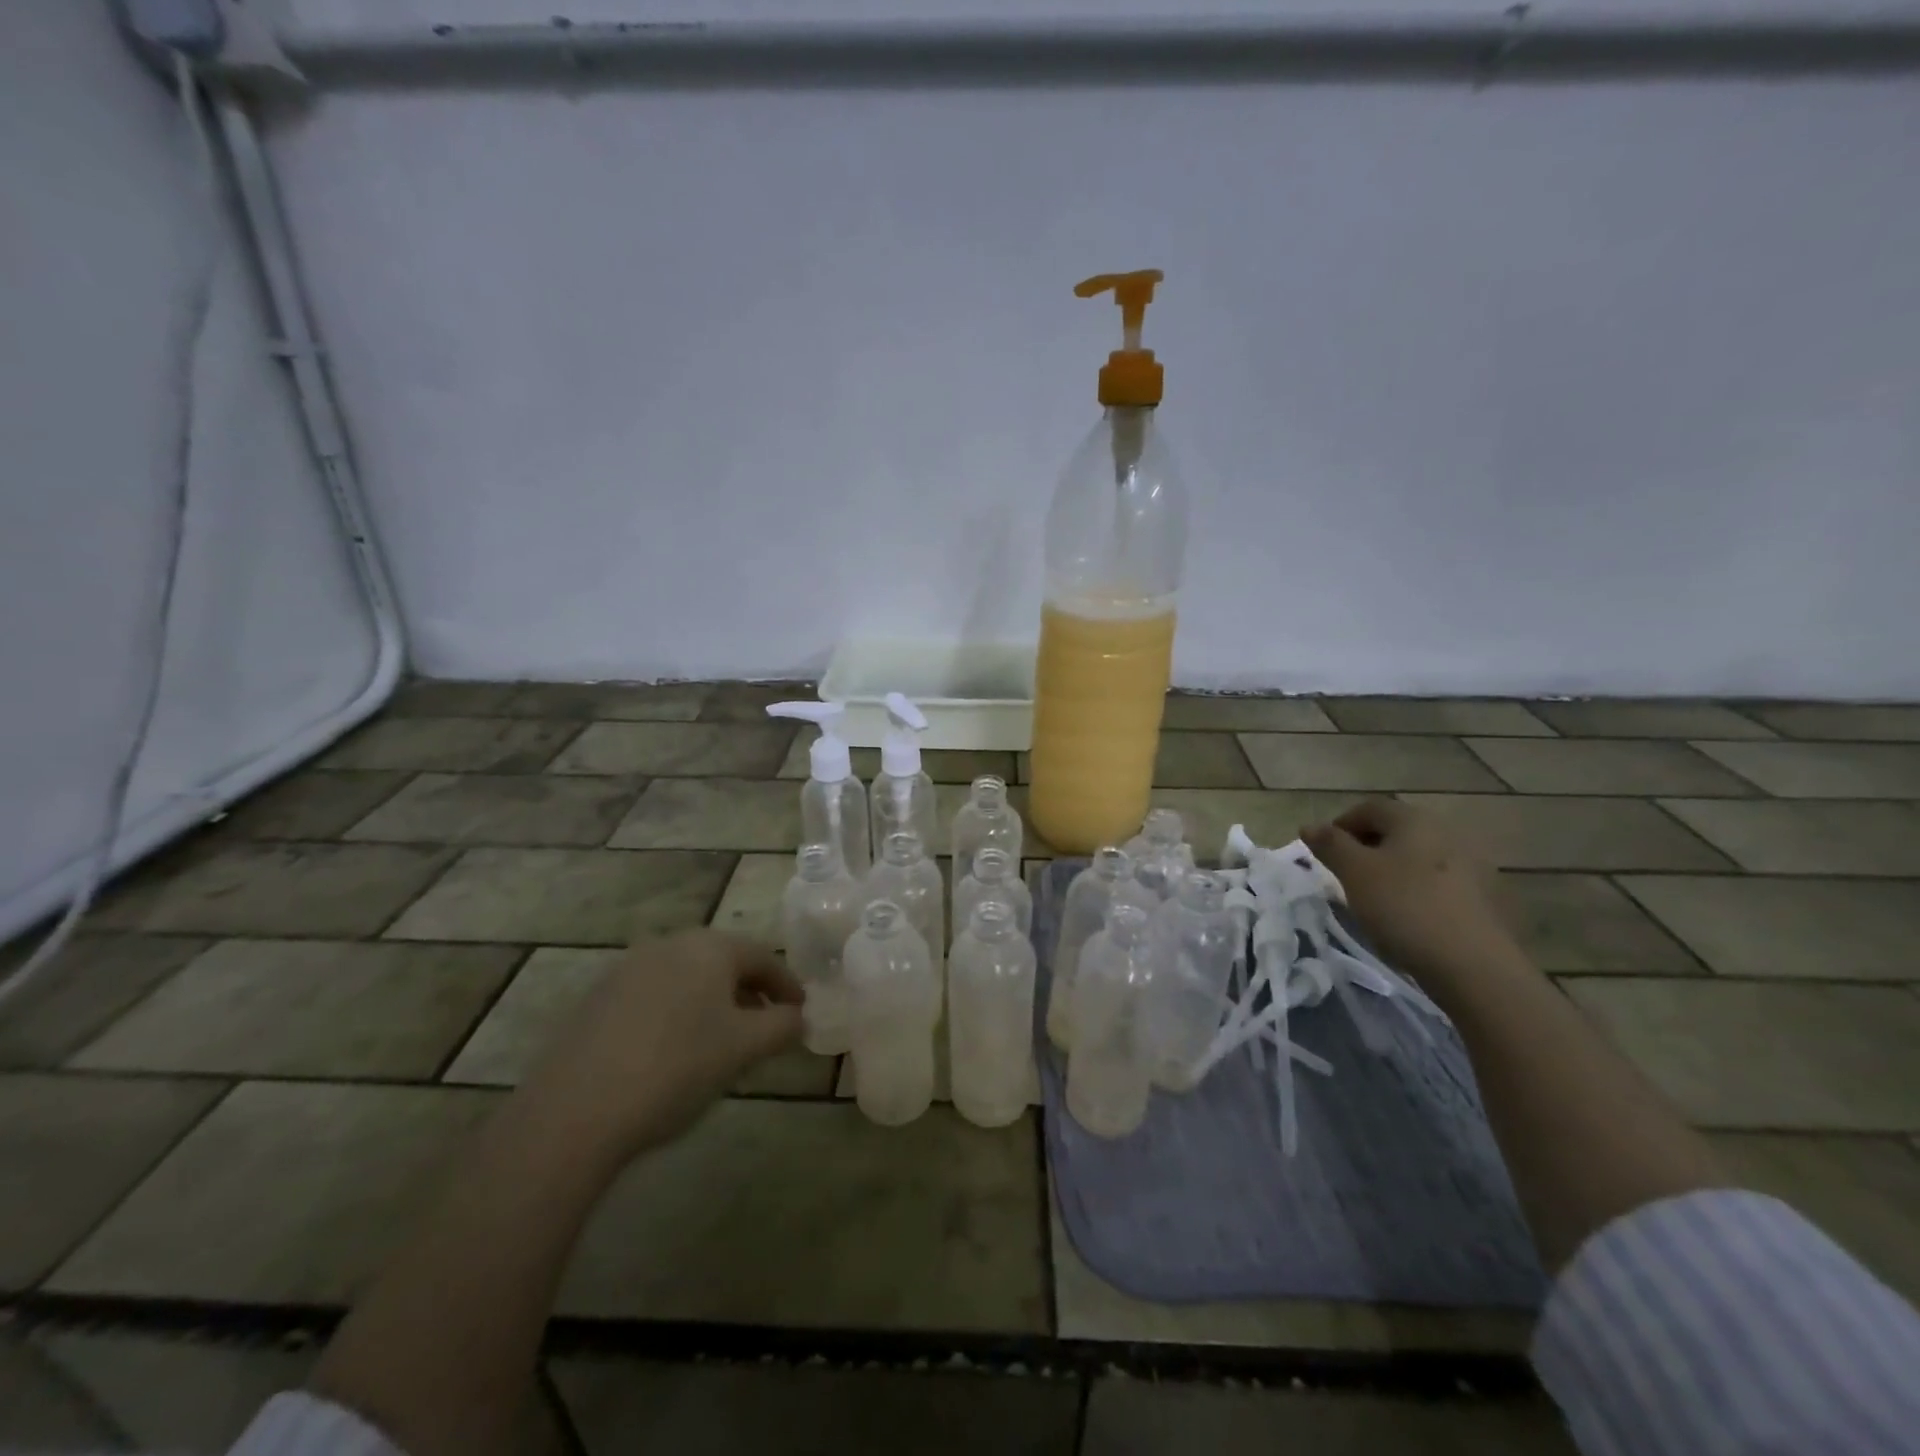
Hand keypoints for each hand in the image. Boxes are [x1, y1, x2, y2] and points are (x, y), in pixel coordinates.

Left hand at [520, 930, 803, 1163]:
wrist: (573, 1112)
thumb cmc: (676, 1067)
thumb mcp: (744, 1049)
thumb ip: (782, 1026)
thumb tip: (797, 1016)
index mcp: (709, 947)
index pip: (763, 957)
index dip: (788, 985)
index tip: (801, 1013)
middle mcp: (669, 944)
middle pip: (723, 962)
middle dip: (749, 993)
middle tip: (766, 1028)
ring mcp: (627, 969)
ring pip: (687, 979)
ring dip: (712, 1004)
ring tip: (722, 1044)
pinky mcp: (597, 999)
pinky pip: (654, 996)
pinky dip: (677, 1014)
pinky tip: (674, 1053)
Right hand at [1302, 799, 1526, 993]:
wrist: (1475, 965)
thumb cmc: (1404, 907)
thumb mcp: (1354, 873)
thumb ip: (1330, 845)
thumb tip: (1309, 825)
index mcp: (1414, 819)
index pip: (1369, 808)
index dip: (1341, 825)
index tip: (1325, 853)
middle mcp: (1448, 831)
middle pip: (1398, 830)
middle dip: (1368, 847)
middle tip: (1347, 875)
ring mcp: (1475, 863)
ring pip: (1421, 856)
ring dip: (1396, 869)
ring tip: (1379, 898)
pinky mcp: (1490, 895)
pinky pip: (1443, 881)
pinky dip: (1422, 889)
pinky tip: (1413, 916)